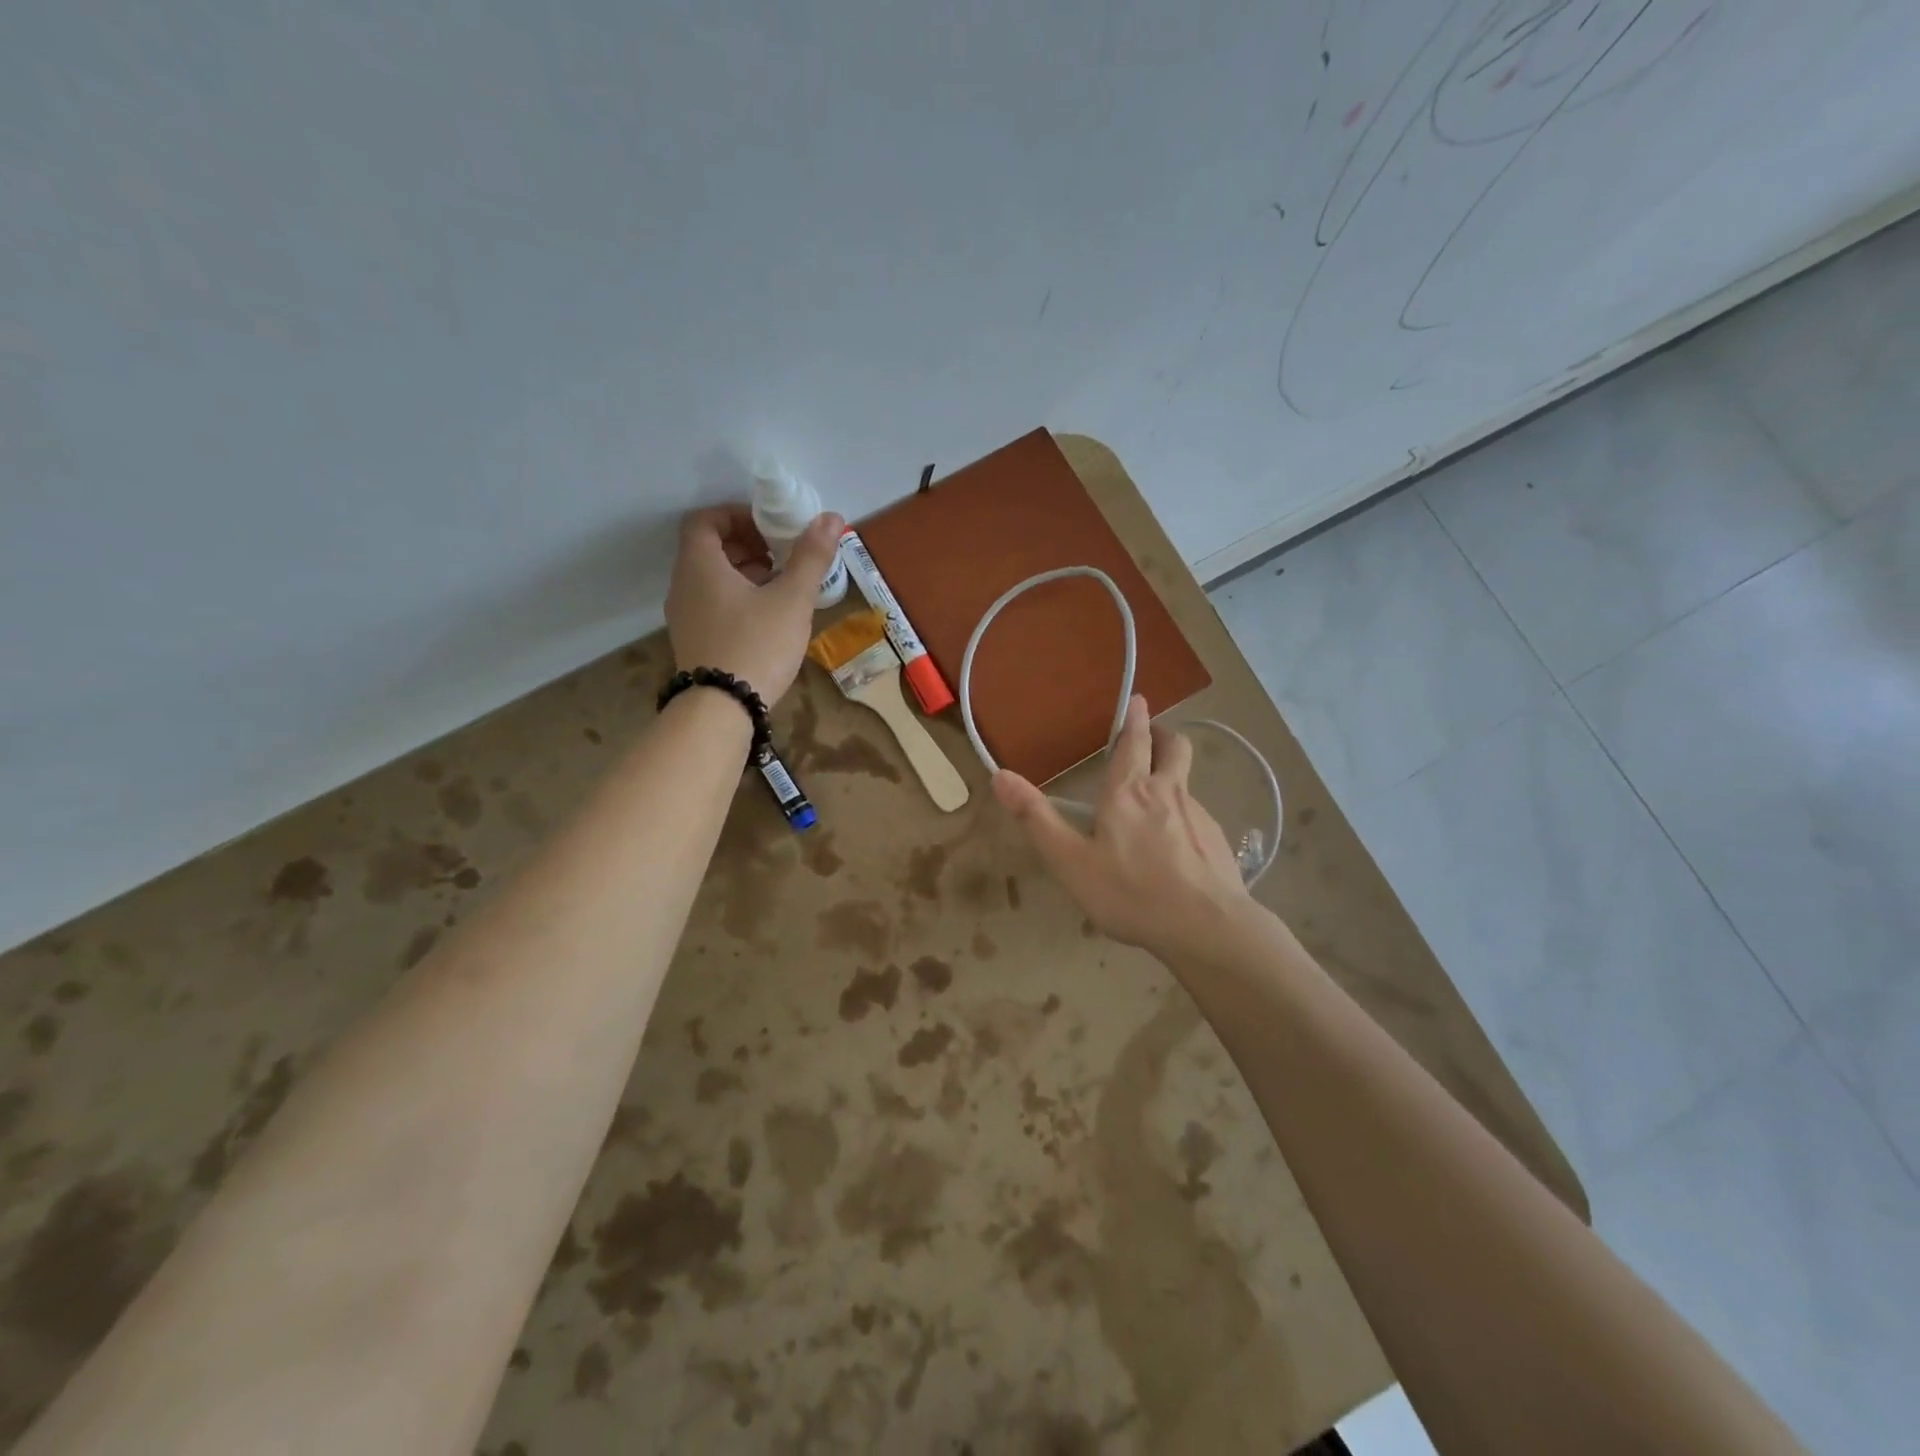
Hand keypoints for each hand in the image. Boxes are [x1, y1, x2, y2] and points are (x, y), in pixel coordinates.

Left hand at [665, 505, 844, 703]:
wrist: (722, 710)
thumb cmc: (757, 645)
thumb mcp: (792, 599)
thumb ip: (811, 557)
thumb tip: (830, 517)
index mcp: (700, 566)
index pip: (705, 520)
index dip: (737, 515)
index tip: (770, 527)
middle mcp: (683, 586)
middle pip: (708, 549)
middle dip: (747, 544)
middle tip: (782, 555)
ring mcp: (684, 617)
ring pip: (711, 579)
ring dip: (744, 573)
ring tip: (781, 586)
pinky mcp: (693, 642)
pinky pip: (712, 604)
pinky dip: (737, 598)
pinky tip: (768, 618)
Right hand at [992, 694, 1254, 964]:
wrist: (1207, 927)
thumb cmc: (1130, 893)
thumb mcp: (1071, 861)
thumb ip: (1036, 819)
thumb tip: (1000, 776)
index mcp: (1128, 792)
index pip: (1133, 742)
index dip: (1134, 718)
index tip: (1138, 699)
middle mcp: (1167, 792)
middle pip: (1174, 747)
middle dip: (1163, 734)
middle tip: (1152, 735)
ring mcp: (1199, 815)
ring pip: (1187, 781)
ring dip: (1174, 775)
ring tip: (1158, 797)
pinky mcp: (1219, 840)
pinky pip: (1199, 815)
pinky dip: (1186, 815)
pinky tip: (1178, 846)